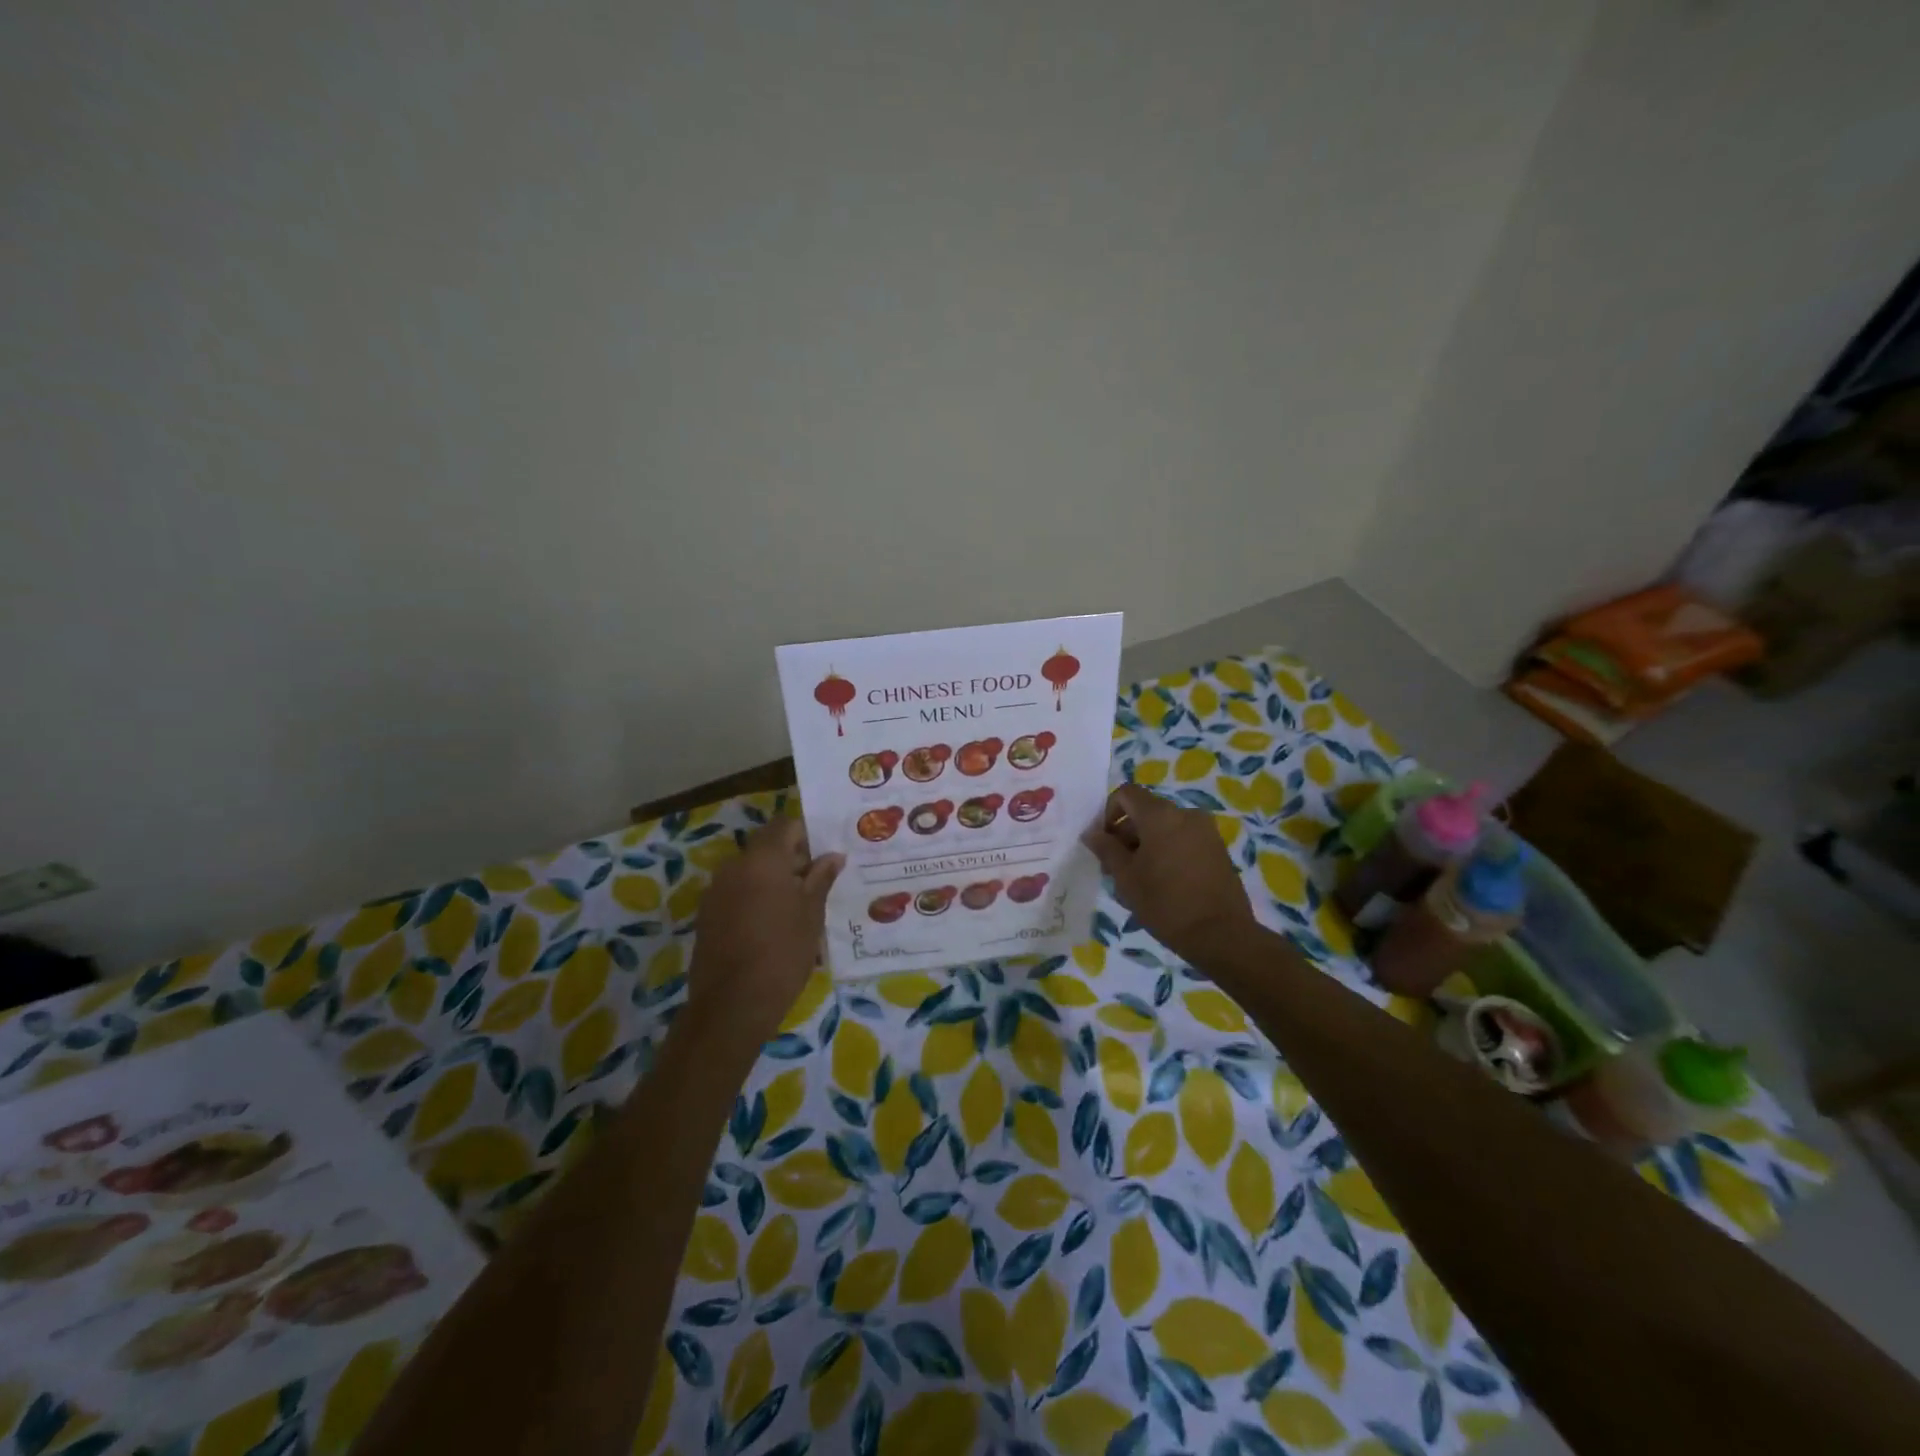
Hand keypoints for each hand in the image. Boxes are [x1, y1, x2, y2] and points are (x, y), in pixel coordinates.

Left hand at [683, 818, 842, 1052]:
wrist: (733, 1005)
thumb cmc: (783, 953)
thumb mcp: (811, 914)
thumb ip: (821, 878)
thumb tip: (833, 856)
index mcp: (762, 859)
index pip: (786, 825)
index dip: (807, 834)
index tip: (825, 855)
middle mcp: (734, 866)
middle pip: (767, 848)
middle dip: (792, 859)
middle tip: (818, 883)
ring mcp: (716, 891)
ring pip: (751, 871)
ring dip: (773, 880)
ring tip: (797, 908)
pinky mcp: (707, 915)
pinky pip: (737, 893)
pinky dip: (756, 898)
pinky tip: (773, 925)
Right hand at [1083, 784, 1261, 966]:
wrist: (1222, 935)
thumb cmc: (1166, 903)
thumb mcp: (1126, 877)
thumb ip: (1106, 849)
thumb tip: (1092, 832)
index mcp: (1160, 815)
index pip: (1126, 793)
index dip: (1108, 813)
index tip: (1104, 844)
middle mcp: (1185, 814)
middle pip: (1146, 811)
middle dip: (1126, 834)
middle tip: (1116, 868)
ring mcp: (1206, 831)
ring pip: (1165, 827)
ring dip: (1146, 844)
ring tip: (1139, 880)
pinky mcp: (1217, 849)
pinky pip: (1183, 839)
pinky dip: (1167, 851)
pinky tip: (1163, 883)